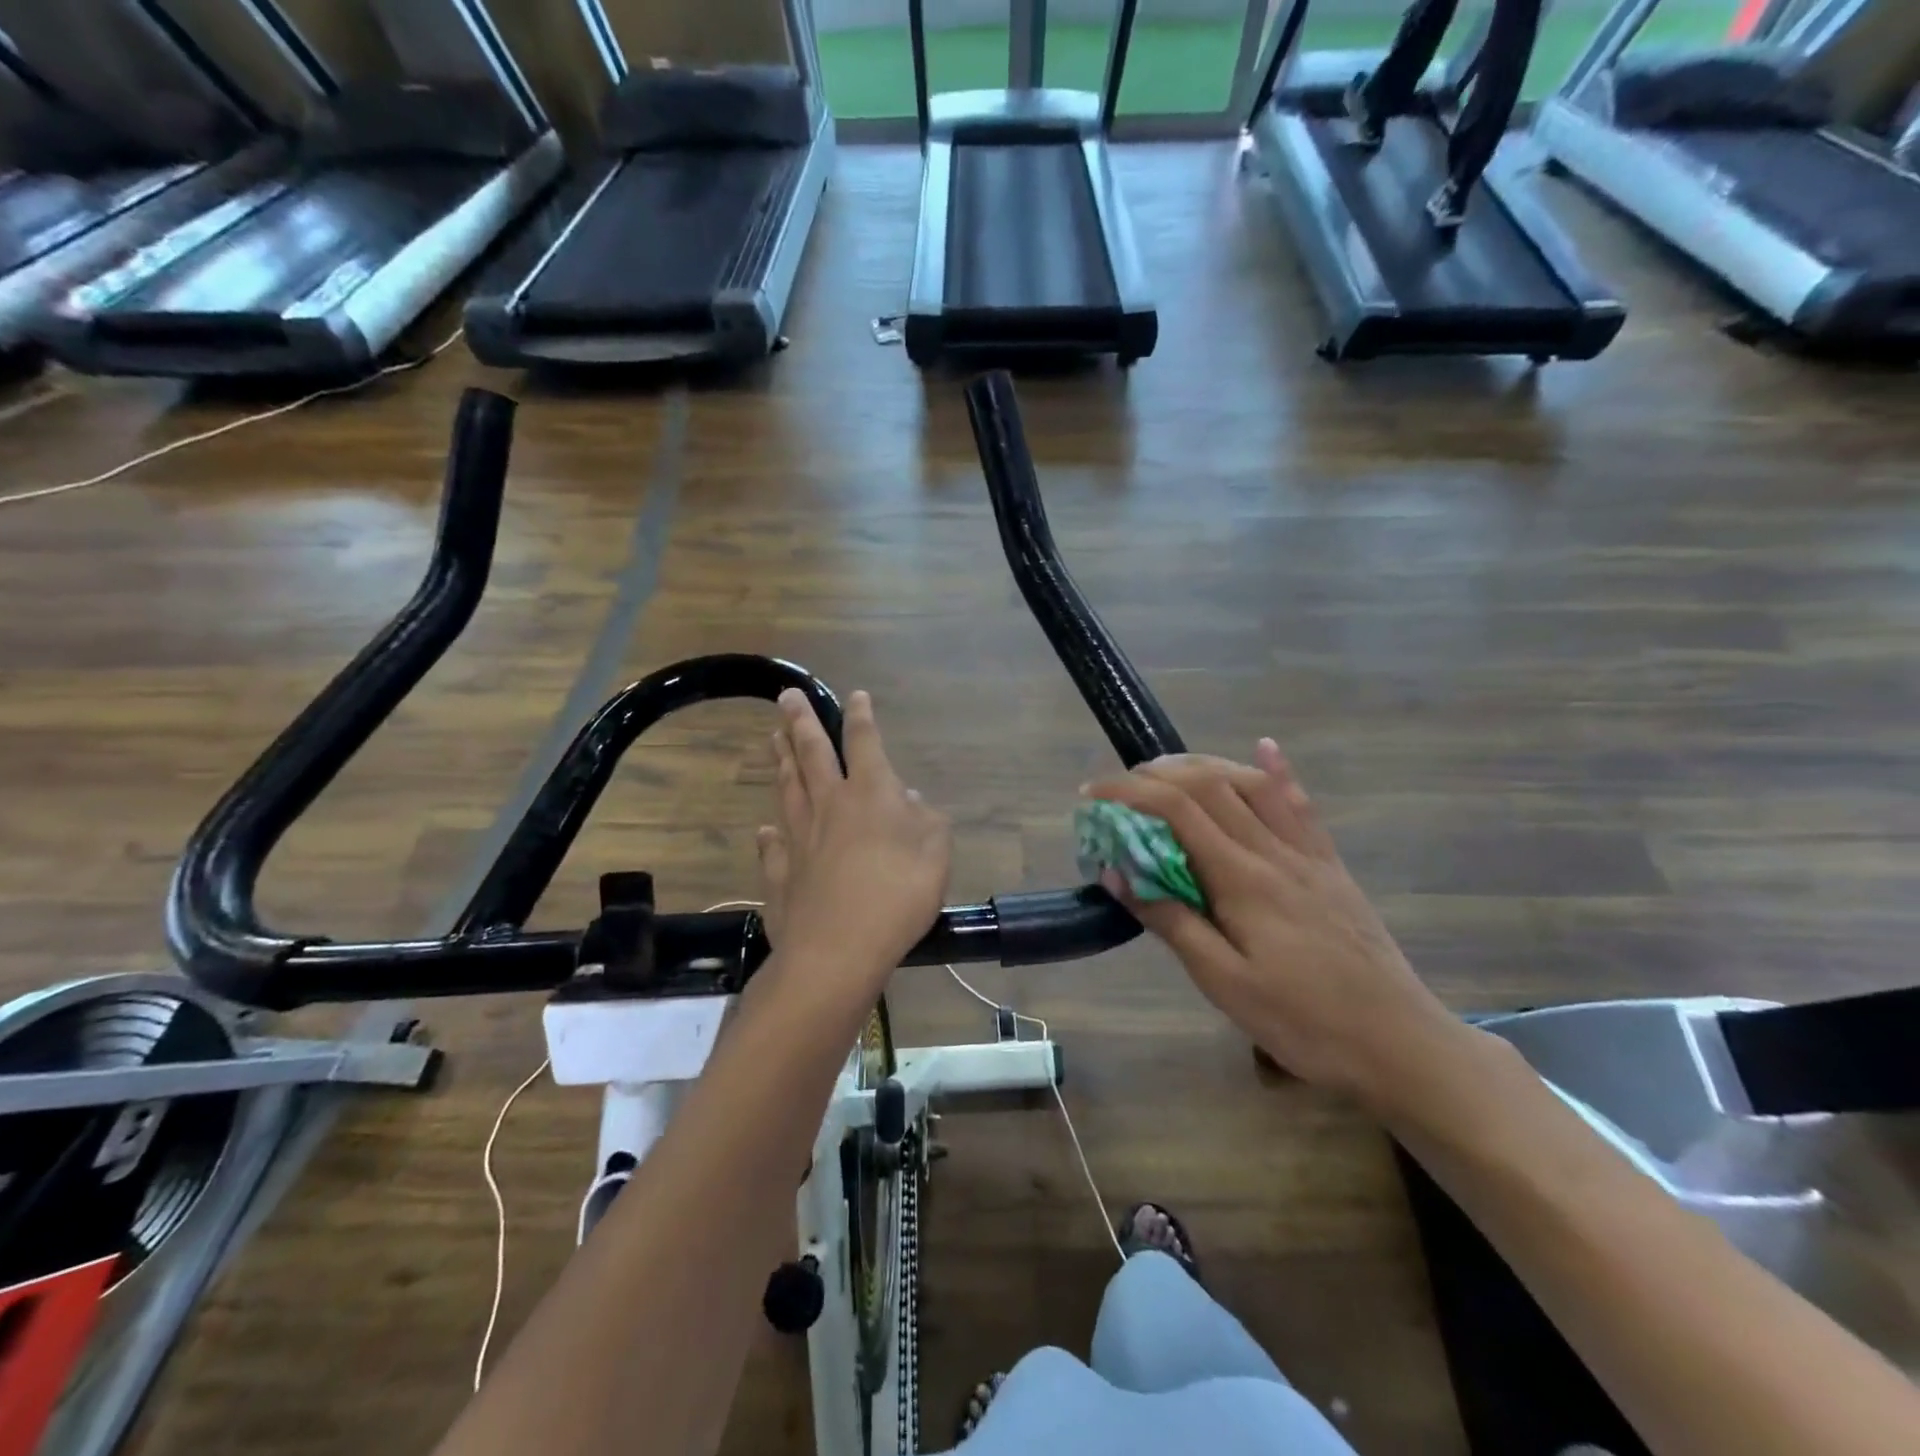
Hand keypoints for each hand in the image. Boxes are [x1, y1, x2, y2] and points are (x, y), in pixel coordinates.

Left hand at [756, 688, 950, 987]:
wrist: (838, 950)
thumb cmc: (898, 895)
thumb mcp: (936, 853)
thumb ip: (925, 819)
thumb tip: (908, 797)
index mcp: (870, 794)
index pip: (863, 742)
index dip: (861, 717)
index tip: (855, 696)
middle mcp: (829, 805)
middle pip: (811, 754)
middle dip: (799, 722)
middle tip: (785, 697)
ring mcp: (799, 839)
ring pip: (787, 789)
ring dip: (780, 761)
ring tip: (772, 739)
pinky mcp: (781, 874)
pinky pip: (773, 847)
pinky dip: (769, 836)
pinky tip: (765, 830)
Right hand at [1085, 741, 1462, 1111]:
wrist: (1400, 1044)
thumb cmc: (1303, 1021)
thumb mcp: (1224, 984)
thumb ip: (1171, 922)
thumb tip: (1115, 872)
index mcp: (1243, 878)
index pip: (1176, 810)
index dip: (1127, 791)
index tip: (1090, 793)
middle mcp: (1273, 851)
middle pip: (1210, 784)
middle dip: (1156, 773)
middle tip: (1119, 786)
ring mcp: (1308, 854)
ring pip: (1252, 784)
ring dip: (1204, 765)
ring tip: (1166, 770)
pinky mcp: (1330, 865)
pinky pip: (1301, 805)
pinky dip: (1277, 771)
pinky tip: (1265, 748)